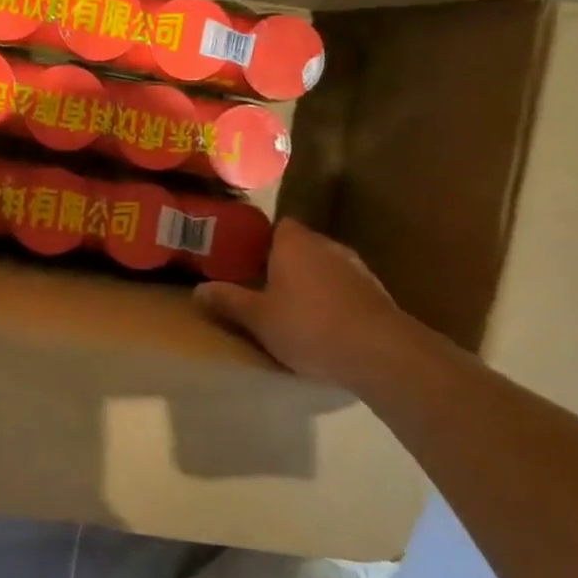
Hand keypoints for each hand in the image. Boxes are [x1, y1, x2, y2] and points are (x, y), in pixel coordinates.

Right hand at [195, 219, 429, 388]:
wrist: (379, 351)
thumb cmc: (308, 326)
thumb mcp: (258, 318)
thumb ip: (228, 301)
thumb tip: (198, 290)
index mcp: (294, 242)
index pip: (278, 225)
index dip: (264, 241)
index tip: (250, 261)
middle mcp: (326, 245)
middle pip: (302, 246)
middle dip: (287, 264)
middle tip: (267, 288)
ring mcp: (356, 267)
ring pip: (326, 267)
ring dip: (314, 283)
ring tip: (297, 310)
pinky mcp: (377, 293)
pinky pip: (346, 289)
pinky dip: (336, 301)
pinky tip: (329, 326)